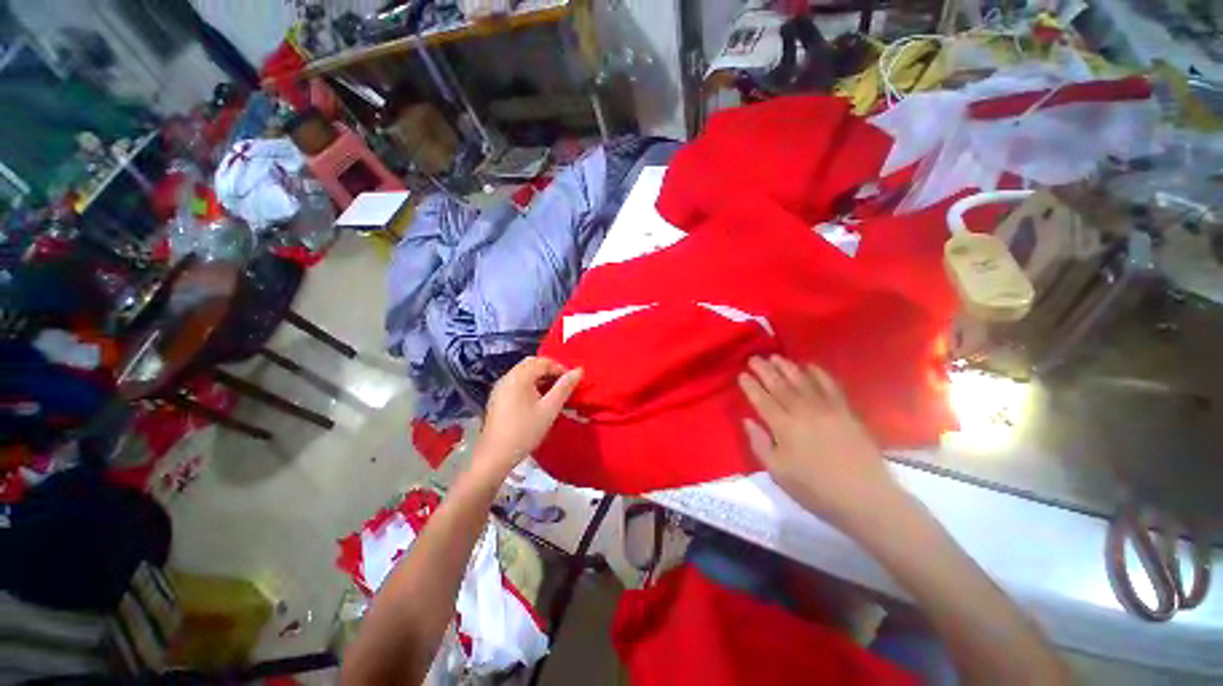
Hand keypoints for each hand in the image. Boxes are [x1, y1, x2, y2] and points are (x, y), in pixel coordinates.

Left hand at [476, 357, 582, 478]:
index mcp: (519, 376)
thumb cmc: (525, 430)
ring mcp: (500, 387)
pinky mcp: (498, 398)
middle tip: (563, 385)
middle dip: (550, 370)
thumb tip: (579, 370)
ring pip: (524, 373)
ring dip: (540, 378)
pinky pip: (517, 383)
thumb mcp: (550, 409)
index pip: (543, 361)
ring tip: (553, 393)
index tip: (572, 382)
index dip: (560, 368)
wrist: (495, 455)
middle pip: (532, 364)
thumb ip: (565, 387)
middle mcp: (508, 377)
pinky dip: (530, 385)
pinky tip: (538, 400)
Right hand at [738, 355, 898, 526]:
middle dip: (765, 370)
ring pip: (802, 381)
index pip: (762, 400)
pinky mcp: (845, 411)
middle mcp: (803, 411)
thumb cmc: (816, 489)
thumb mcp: (778, 472)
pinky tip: (810, 365)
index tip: (742, 374)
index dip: (751, 386)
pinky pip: (830, 386)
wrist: (865, 497)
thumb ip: (759, 444)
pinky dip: (819, 373)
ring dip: (787, 367)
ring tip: (776, 357)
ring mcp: (826, 409)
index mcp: (784, 426)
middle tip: (754, 358)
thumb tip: (747, 420)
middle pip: (780, 385)